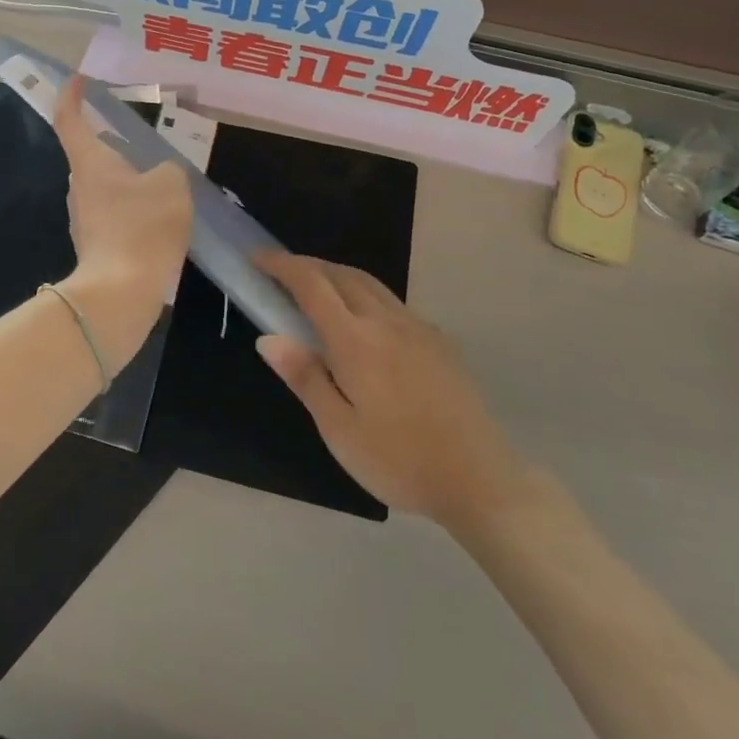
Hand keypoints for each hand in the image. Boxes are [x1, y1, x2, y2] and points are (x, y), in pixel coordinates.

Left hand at [52, 75, 192, 359]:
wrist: (120, 293)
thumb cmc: (142, 227)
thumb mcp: (171, 185)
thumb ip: (168, 169)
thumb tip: (159, 175)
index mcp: (91, 162)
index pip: (70, 119)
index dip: (72, 95)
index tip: (78, 79)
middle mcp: (79, 186)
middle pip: (93, 155)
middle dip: (118, 147)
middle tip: (152, 145)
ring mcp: (83, 217)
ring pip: (106, 187)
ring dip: (130, 182)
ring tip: (165, 186)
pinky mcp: (95, 244)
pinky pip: (114, 214)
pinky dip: (133, 210)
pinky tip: (160, 221)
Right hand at [256, 253, 524, 528]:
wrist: (480, 479)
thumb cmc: (399, 461)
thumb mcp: (340, 431)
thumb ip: (305, 378)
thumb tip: (268, 338)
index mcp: (356, 341)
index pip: (312, 284)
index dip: (282, 266)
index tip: (258, 258)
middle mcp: (386, 321)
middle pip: (341, 274)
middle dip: (307, 266)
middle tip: (280, 275)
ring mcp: (417, 327)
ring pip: (370, 283)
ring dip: (337, 276)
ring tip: (316, 291)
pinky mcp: (438, 340)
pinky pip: (392, 302)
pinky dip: (364, 294)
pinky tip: (364, 324)